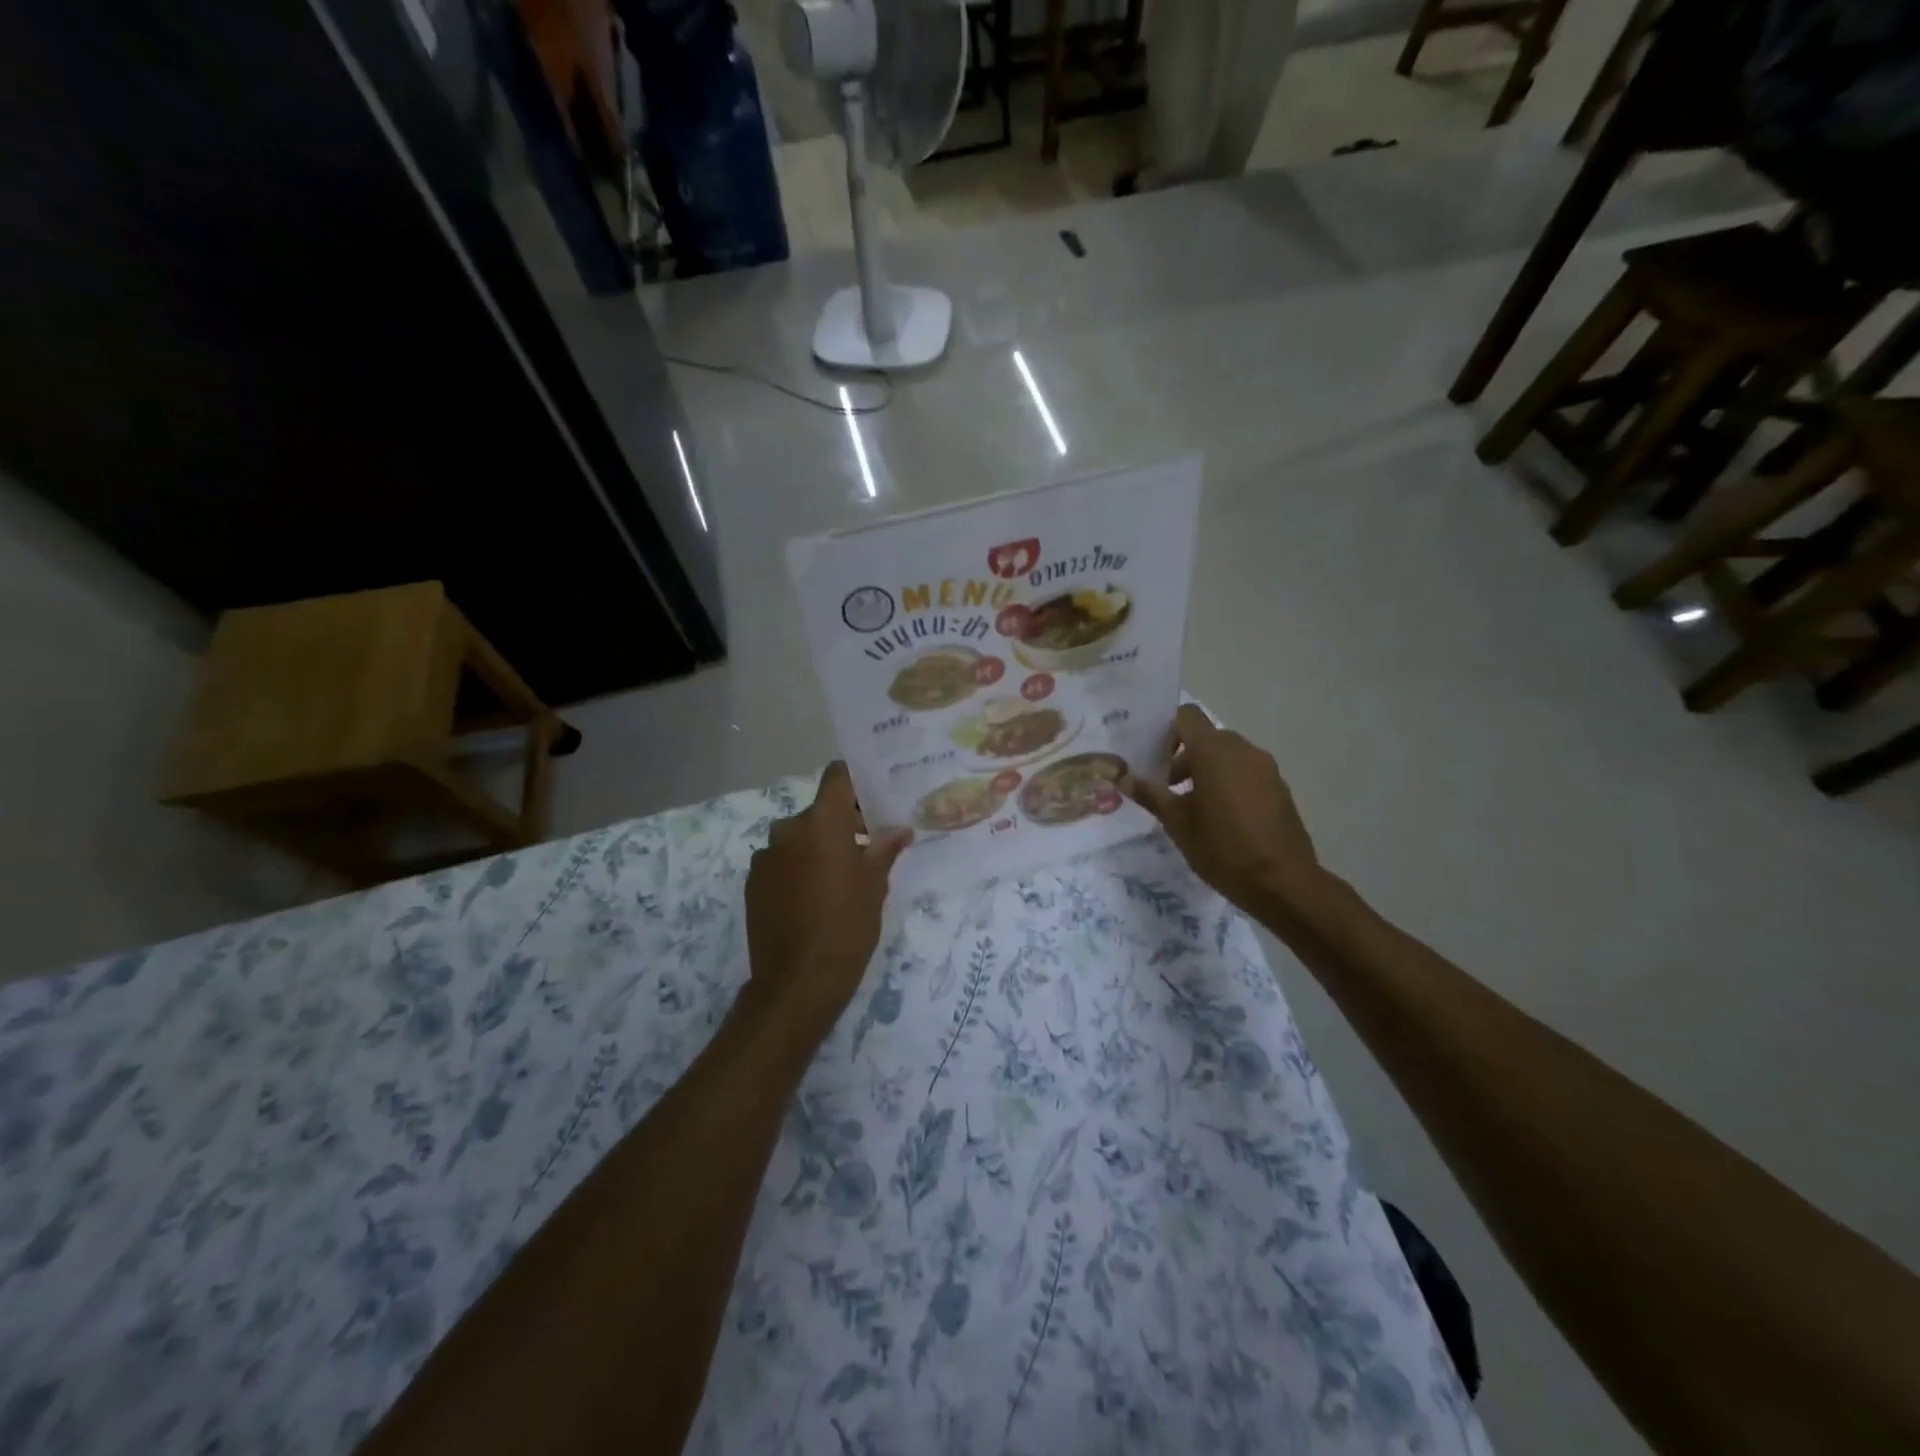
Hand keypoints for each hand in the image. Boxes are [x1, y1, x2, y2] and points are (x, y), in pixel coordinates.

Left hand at [743, 762, 911, 1036]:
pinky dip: (797, 867)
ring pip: (799, 837)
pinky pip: (781, 861)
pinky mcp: (753, 882)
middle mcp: (789, 830)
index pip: (837, 777)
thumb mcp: (875, 886)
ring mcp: (766, 856)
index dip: (854, 780)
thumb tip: (898, 830)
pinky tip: (812, 897)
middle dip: (843, 822)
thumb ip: (884, 850)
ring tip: (839, 877)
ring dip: (818, 846)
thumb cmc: (847, 926)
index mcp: (822, 823)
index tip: (873, 796)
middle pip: (819, 811)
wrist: (798, 981)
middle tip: (867, 845)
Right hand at [1123, 704, 1325, 919]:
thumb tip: (1124, 778)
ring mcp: (1266, 768)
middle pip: (1207, 737)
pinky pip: (1247, 772)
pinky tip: (1222, 819)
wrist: (1283, 883)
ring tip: (1193, 807)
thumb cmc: (1222, 848)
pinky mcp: (1280, 788)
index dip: (1167, 731)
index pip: (1187, 716)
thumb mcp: (1177, 823)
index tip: (1155, 759)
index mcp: (1214, 752)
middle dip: (1184, 757)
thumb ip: (1151, 795)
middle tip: (1167, 788)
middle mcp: (1243, 750)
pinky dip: (1229, 783)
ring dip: (1207, 770)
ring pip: (1228, 755)